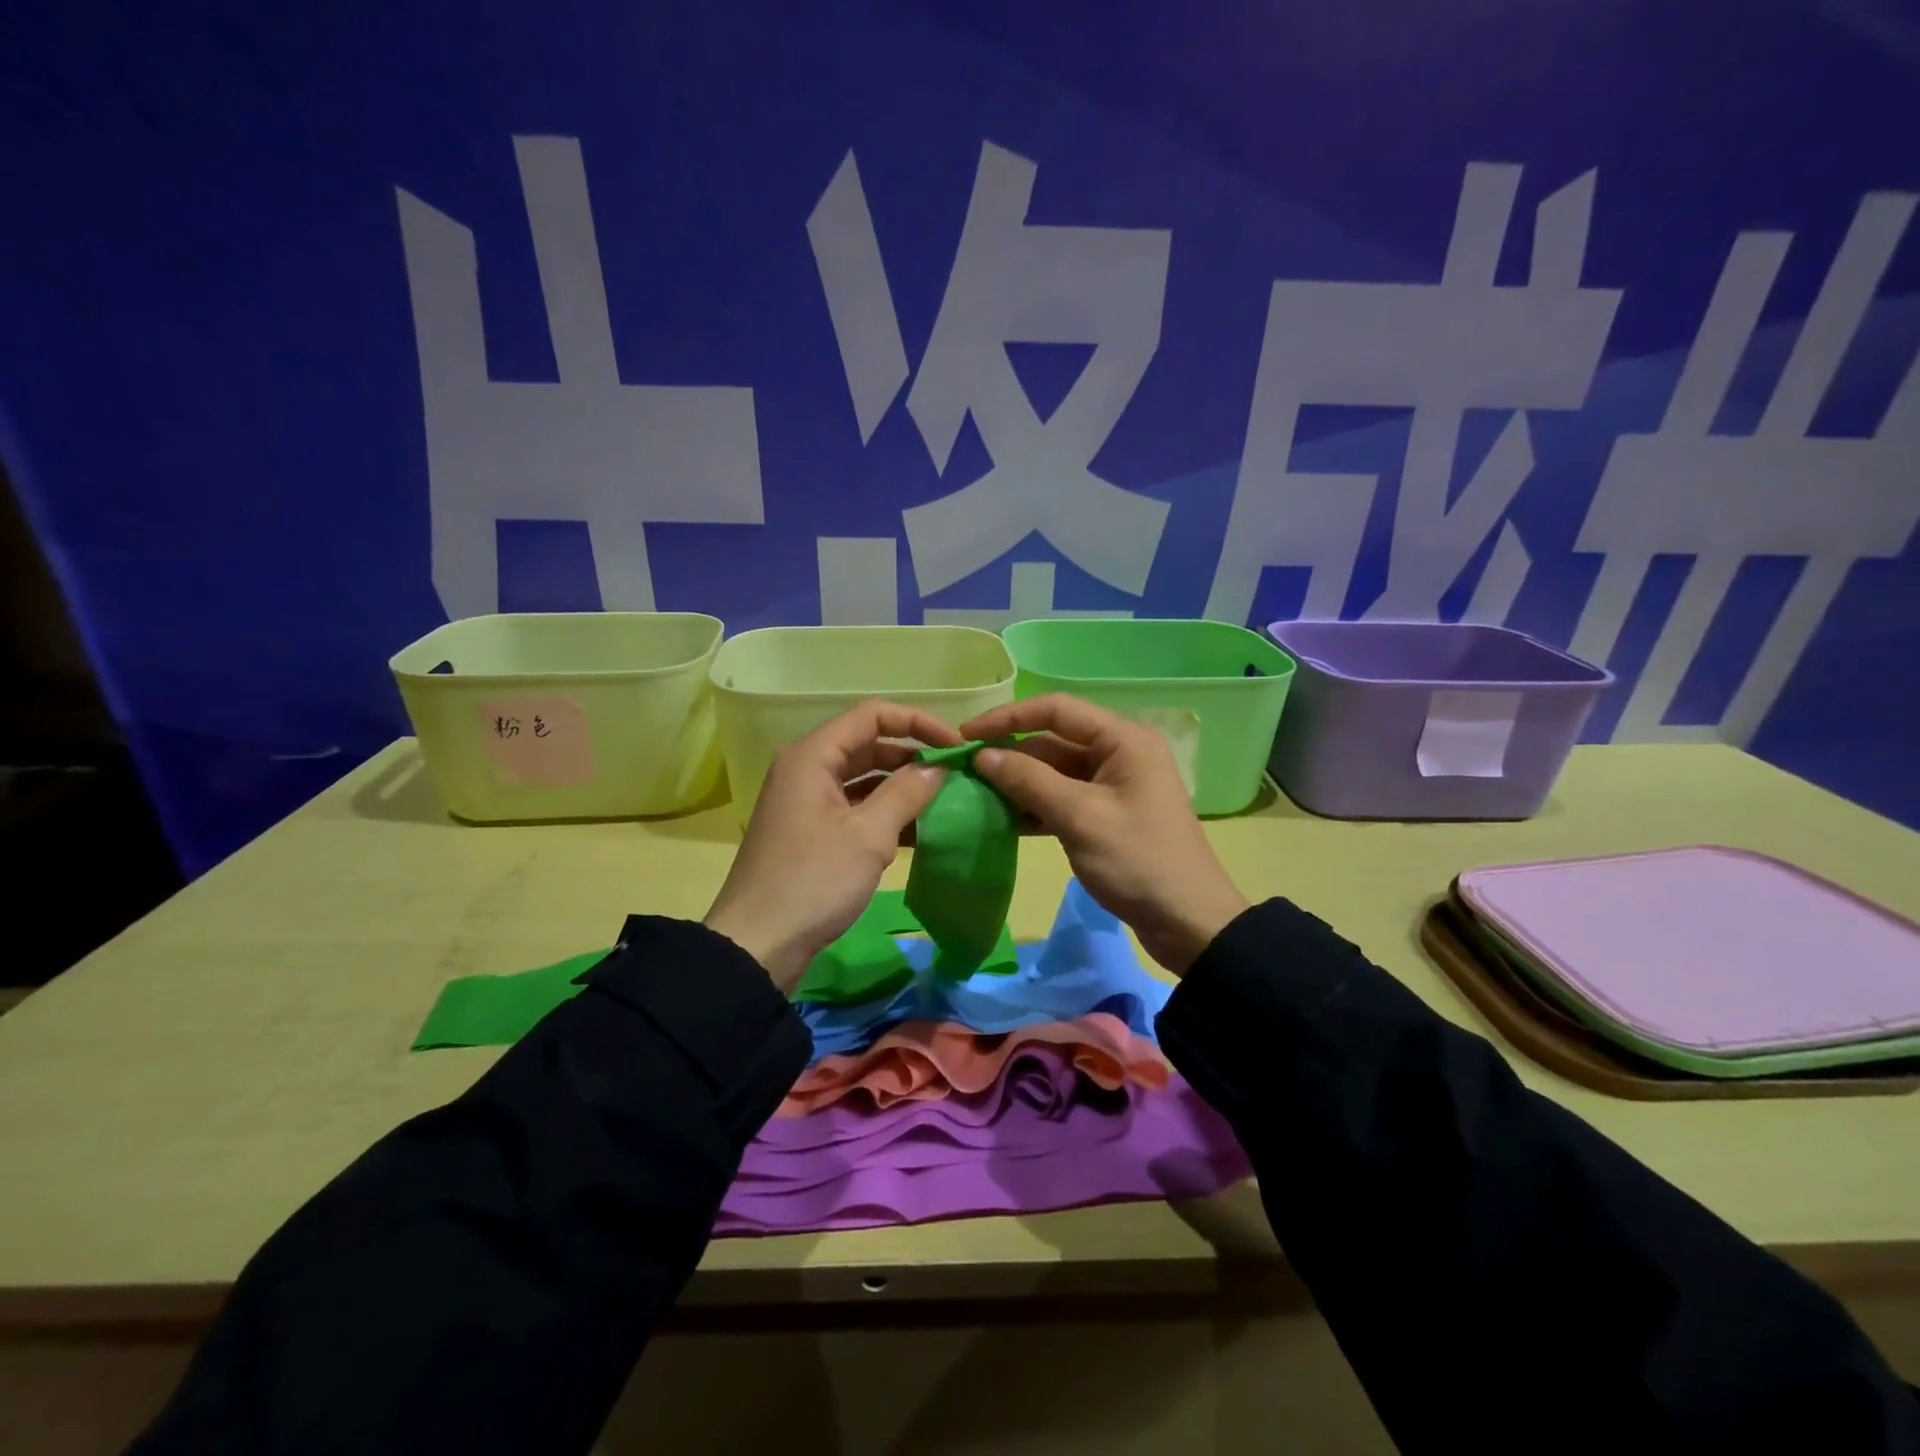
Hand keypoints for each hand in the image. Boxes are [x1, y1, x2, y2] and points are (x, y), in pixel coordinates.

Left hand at [704, 700, 963, 991]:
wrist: (758, 945)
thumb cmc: (813, 882)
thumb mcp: (867, 835)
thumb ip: (906, 793)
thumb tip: (937, 767)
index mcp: (813, 756)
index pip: (872, 714)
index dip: (918, 722)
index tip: (956, 746)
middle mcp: (807, 769)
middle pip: (868, 744)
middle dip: (913, 755)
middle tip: (956, 775)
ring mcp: (808, 802)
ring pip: (863, 778)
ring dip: (902, 786)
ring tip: (944, 801)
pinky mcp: (812, 832)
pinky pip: (855, 807)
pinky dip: (885, 813)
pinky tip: (918, 831)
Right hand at [960, 694, 1249, 973]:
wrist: (1189, 923)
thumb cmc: (1138, 861)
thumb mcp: (1080, 817)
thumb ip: (1029, 781)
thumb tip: (982, 755)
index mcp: (1123, 740)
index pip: (1056, 710)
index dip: (1008, 717)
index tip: (966, 735)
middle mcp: (1118, 753)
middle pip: (1053, 741)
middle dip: (1010, 754)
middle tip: (963, 772)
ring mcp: (1112, 786)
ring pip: (1054, 772)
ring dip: (1018, 783)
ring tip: (975, 796)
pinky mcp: (1105, 815)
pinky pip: (1062, 799)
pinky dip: (1034, 807)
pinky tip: (1002, 820)